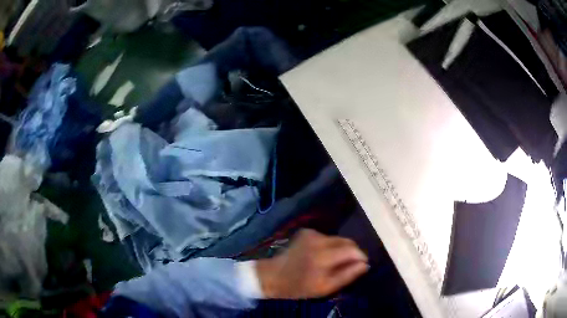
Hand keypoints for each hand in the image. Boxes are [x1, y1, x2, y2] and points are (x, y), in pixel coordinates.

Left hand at [256, 229, 368, 298]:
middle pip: (347, 241)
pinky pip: (327, 238)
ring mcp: (311, 233)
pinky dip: (330, 246)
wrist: (272, 276)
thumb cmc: (299, 287)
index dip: (361, 257)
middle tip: (348, 266)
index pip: (353, 249)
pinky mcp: (306, 232)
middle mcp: (319, 239)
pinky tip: (322, 256)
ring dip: (341, 250)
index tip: (361, 266)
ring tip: (333, 264)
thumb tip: (365, 265)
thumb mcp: (325, 287)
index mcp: (324, 255)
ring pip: (338, 239)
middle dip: (352, 253)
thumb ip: (347, 275)